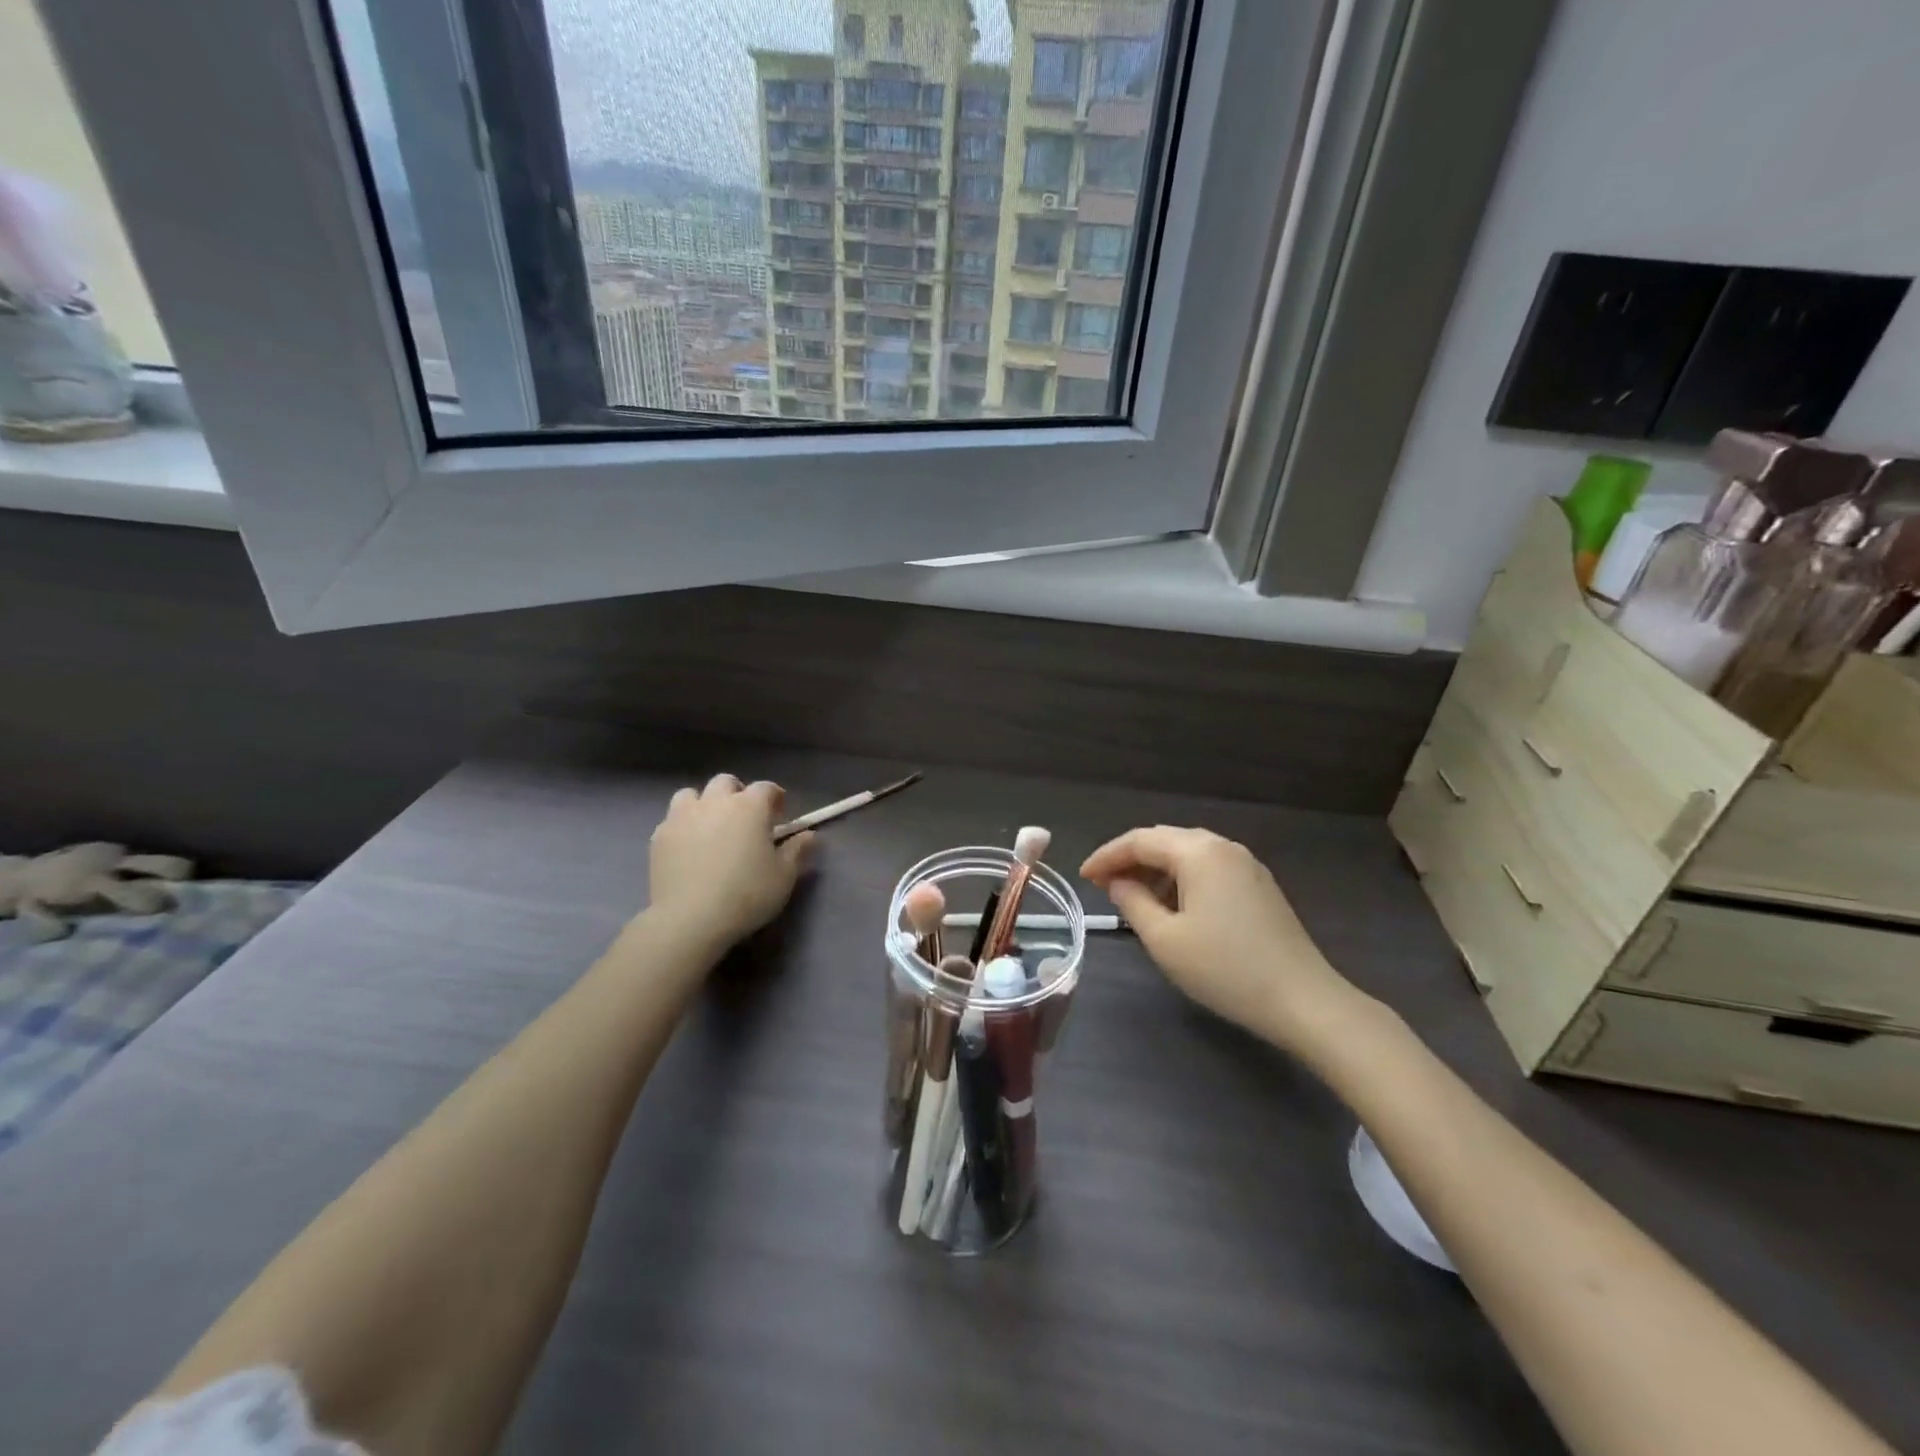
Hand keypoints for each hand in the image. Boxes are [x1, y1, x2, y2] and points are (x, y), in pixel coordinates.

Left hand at [647, 775, 813, 953]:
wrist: (690, 919)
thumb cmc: (747, 894)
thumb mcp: (784, 876)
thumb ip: (797, 851)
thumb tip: (809, 835)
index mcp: (750, 807)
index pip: (766, 788)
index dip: (775, 798)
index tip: (780, 816)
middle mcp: (715, 802)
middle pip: (726, 782)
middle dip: (737, 794)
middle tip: (744, 819)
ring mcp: (682, 817)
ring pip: (692, 794)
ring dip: (704, 804)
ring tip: (711, 827)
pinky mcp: (659, 836)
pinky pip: (672, 820)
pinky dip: (683, 826)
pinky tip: (688, 848)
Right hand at [1081, 826, 1365, 1055]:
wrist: (1303, 1000)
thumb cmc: (1225, 968)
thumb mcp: (1165, 939)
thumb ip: (1132, 902)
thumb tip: (1117, 882)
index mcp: (1198, 852)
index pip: (1140, 840)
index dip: (1106, 856)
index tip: (1083, 877)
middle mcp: (1223, 847)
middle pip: (1164, 840)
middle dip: (1130, 859)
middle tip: (1103, 885)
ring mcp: (1246, 865)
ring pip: (1188, 854)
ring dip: (1156, 870)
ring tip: (1133, 897)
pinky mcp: (1259, 885)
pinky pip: (1209, 868)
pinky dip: (1181, 879)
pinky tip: (1172, 906)